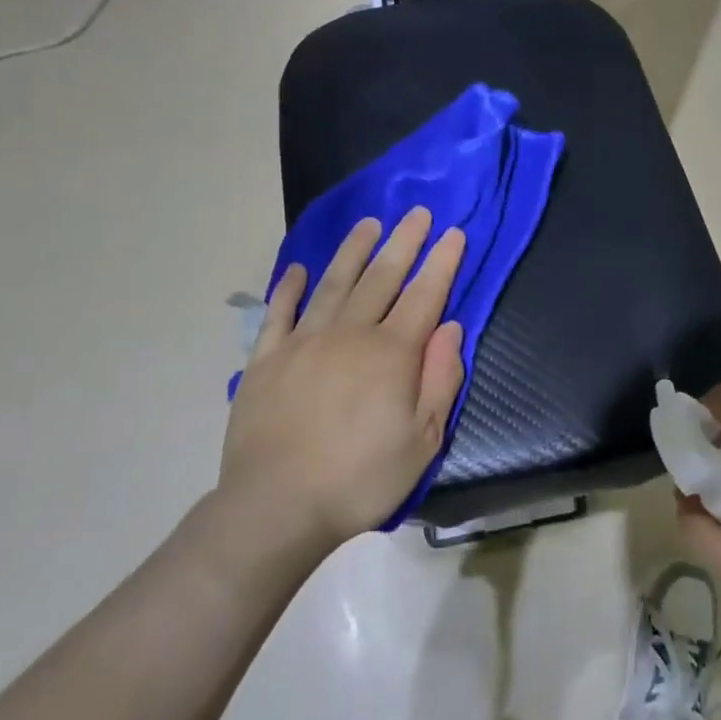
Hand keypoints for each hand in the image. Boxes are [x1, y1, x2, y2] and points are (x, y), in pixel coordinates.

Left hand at [219, 208, 467, 543]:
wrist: (277, 506)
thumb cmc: (360, 479)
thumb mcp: (422, 441)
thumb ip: (440, 380)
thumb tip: (451, 329)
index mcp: (391, 354)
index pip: (425, 296)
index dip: (442, 263)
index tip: (454, 232)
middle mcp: (348, 334)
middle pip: (381, 278)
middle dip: (404, 243)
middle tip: (417, 213)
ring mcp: (302, 342)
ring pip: (333, 284)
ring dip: (353, 251)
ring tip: (368, 224)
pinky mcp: (266, 359)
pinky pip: (278, 313)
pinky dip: (288, 288)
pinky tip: (296, 270)